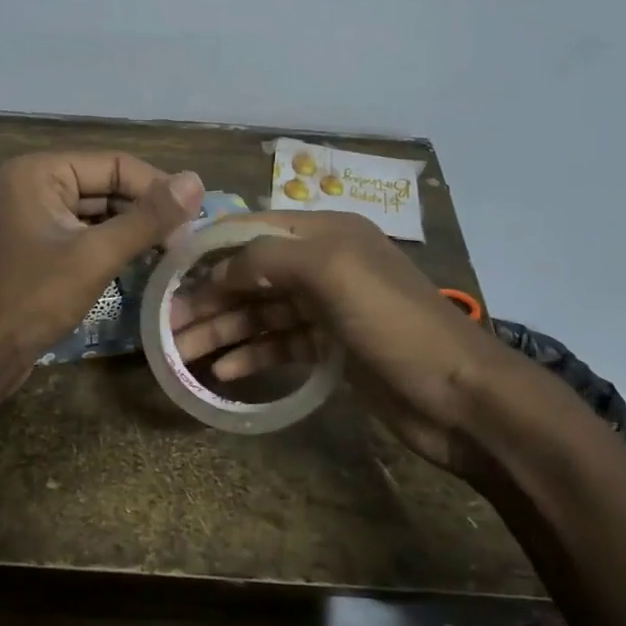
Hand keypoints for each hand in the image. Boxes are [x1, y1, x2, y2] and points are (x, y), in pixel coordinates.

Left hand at [0, 152, 204, 383]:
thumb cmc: (32, 299)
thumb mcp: (95, 256)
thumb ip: (147, 218)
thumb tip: (197, 180)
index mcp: (40, 172)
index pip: (115, 164)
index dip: (158, 188)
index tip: (195, 220)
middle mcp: (32, 185)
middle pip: (105, 186)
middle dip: (145, 211)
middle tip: (185, 242)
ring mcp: (30, 217)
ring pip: (96, 212)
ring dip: (130, 230)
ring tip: (169, 253)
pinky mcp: (34, 247)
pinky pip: (81, 234)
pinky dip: (109, 246)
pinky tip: (138, 263)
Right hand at [168, 211, 504, 471]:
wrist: (459, 396)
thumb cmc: (393, 323)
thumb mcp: (330, 272)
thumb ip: (268, 258)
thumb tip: (219, 267)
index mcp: (326, 234)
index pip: (254, 229)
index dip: (211, 248)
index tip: (169, 271)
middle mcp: (324, 266)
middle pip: (253, 276)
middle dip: (210, 298)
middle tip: (166, 324)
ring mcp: (328, 309)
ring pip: (262, 314)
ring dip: (223, 330)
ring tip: (182, 353)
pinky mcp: (332, 349)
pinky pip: (281, 345)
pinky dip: (252, 355)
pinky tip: (223, 372)